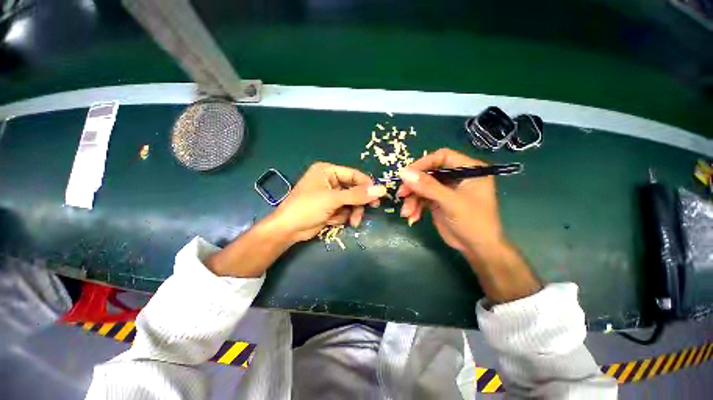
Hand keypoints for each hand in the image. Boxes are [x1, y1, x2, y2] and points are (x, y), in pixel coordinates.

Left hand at [270, 162, 386, 242]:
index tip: (378, 195)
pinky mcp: (330, 208)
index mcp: (327, 171)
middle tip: (371, 209)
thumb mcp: (333, 199)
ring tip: (353, 222)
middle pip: (354, 189)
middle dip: (359, 202)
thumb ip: (357, 195)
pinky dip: (343, 217)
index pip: (353, 175)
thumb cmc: (307, 207)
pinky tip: (334, 221)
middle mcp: (330, 181)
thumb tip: (381, 190)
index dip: (366, 185)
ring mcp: (331, 195)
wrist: (288, 230)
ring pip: (351, 201)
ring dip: (353, 212)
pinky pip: (345, 210)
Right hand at [397, 148, 540, 302]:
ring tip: (406, 213)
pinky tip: (412, 217)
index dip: (423, 163)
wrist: (477, 248)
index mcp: (468, 169)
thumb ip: (428, 186)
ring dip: (412, 199)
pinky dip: (415, 206)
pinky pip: (421, 198)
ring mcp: (446, 189)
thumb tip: (403, 172)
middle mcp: (456, 176)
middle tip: (401, 195)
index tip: (407, 174)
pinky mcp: (438, 200)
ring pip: (422, 186)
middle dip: (414, 185)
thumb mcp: (450, 202)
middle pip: (428, 172)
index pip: (442, 157)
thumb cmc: (473, 222)